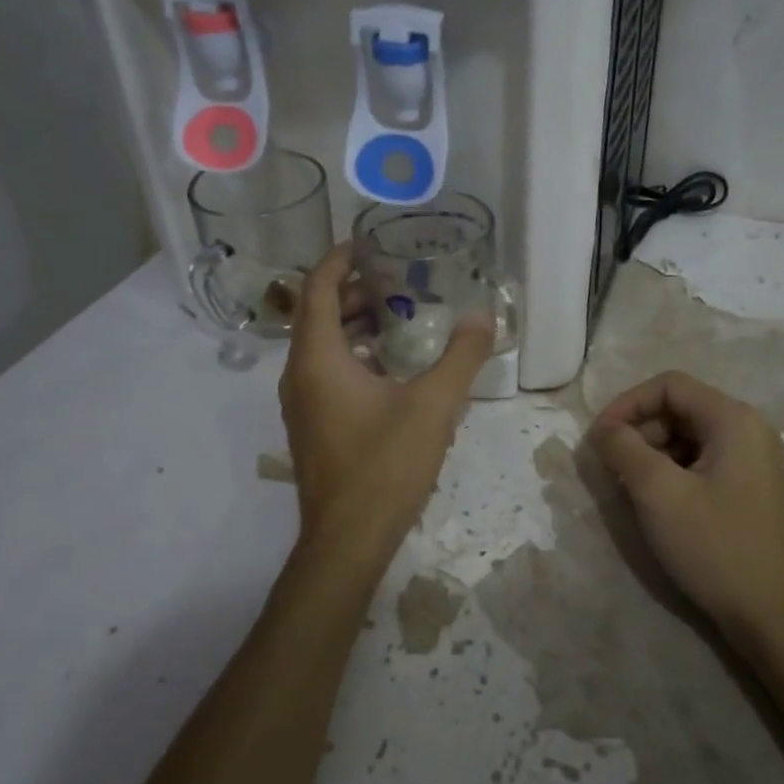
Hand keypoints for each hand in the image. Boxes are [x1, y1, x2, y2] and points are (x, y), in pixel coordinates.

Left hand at [279, 245, 493, 568]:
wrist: (348, 541)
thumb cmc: (384, 466)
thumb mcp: (433, 406)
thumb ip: (461, 357)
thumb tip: (484, 317)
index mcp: (317, 358)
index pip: (317, 288)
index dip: (339, 258)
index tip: (369, 242)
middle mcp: (299, 374)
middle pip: (318, 313)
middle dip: (354, 290)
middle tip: (398, 278)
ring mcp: (302, 402)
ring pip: (322, 344)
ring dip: (355, 323)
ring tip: (400, 314)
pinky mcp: (312, 424)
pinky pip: (326, 371)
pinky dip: (353, 353)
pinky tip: (392, 365)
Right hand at [588, 371, 783, 644]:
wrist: (773, 616)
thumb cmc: (715, 546)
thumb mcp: (658, 493)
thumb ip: (623, 449)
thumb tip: (602, 429)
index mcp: (733, 418)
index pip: (669, 385)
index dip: (627, 403)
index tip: (599, 438)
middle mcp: (748, 429)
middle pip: (680, 408)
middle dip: (640, 430)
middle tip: (612, 468)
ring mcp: (753, 460)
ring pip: (688, 436)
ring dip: (653, 453)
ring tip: (631, 488)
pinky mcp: (750, 487)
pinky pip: (702, 461)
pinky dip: (673, 472)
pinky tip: (658, 503)